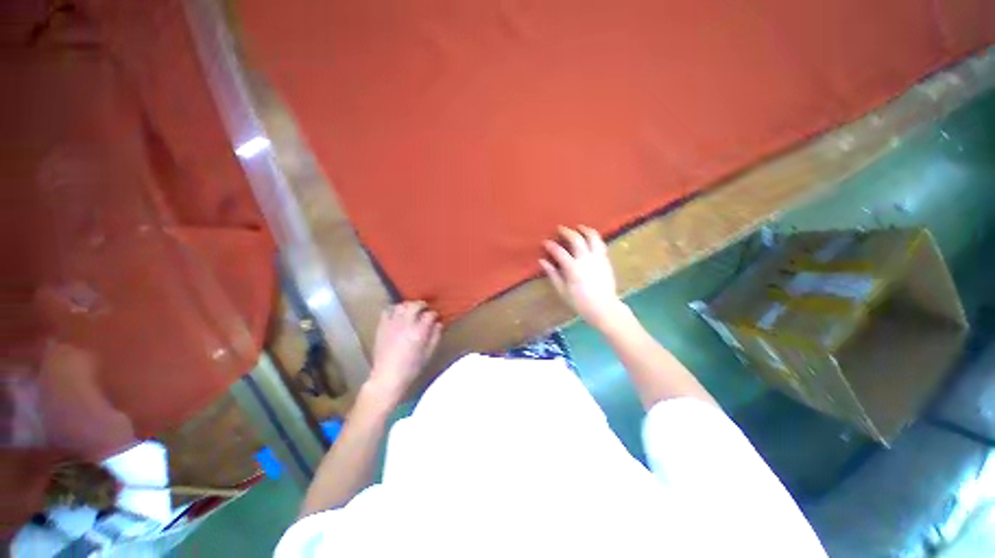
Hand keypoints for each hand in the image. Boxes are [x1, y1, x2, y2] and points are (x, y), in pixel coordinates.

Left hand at [366, 301, 441, 404]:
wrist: (387, 377)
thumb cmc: (411, 368)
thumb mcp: (428, 354)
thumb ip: (435, 337)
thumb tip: (438, 324)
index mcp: (419, 332)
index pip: (430, 315)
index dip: (434, 314)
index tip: (435, 317)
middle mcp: (406, 324)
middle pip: (415, 305)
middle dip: (421, 305)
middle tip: (424, 308)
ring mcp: (392, 324)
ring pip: (401, 306)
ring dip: (408, 306)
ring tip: (410, 310)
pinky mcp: (382, 327)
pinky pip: (387, 312)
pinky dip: (393, 310)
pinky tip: (396, 314)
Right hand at [540, 225, 625, 327]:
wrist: (604, 308)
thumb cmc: (580, 302)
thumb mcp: (562, 291)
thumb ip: (552, 274)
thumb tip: (542, 261)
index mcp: (573, 269)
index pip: (559, 252)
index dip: (551, 245)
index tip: (545, 242)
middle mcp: (586, 260)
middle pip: (576, 239)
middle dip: (567, 232)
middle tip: (560, 228)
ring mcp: (598, 258)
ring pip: (592, 237)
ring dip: (584, 230)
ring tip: (578, 227)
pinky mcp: (606, 260)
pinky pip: (600, 243)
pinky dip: (594, 237)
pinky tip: (590, 237)